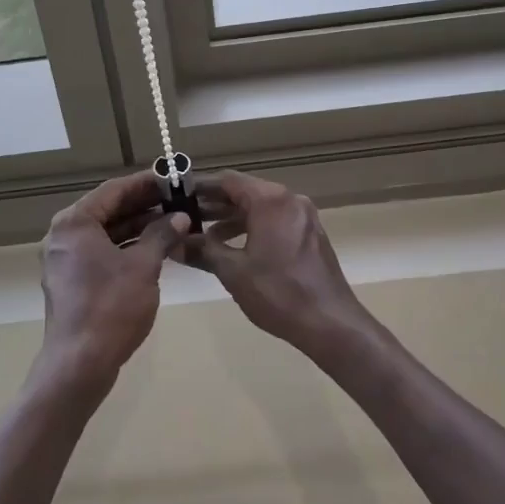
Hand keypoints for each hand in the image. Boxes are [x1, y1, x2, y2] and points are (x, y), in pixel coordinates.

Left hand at [36, 172, 190, 392]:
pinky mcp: (71, 280)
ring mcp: (64, 259)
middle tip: (176, 200)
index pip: (114, 190)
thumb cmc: (111, 307)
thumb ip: (161, 236)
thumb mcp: (143, 267)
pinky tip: (154, 249)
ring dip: (137, 227)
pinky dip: (125, 247)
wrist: (79, 364)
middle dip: (143, 205)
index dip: (145, 183)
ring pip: (105, 232)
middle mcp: (63, 234)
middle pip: (108, 209)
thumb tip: (180, 218)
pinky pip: (100, 251)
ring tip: (172, 223)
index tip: (171, 179)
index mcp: (75, 222)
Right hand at [184, 171, 371, 358]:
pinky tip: (232, 246)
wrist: (331, 323)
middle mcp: (289, 199)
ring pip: (259, 207)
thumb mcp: (233, 271)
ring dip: (231, 217)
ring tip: (202, 234)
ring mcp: (302, 215)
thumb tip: (173, 245)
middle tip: (183, 216)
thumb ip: (202, 251)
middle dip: (213, 204)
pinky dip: (251, 227)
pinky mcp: (309, 233)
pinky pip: (274, 220)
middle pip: (244, 191)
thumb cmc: (278, 293)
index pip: (227, 180)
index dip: (199, 186)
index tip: (175, 195)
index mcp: (270, 199)